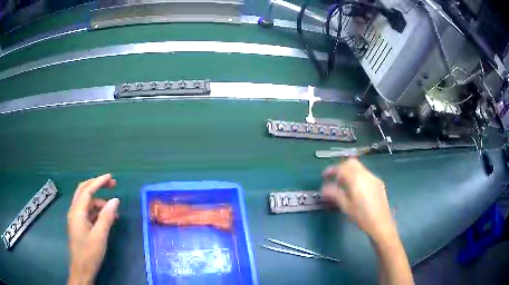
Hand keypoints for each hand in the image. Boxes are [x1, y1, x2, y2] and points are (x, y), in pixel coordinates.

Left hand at [67, 174, 118, 284]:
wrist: (82, 269)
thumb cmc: (90, 253)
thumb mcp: (100, 236)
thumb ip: (106, 217)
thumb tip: (115, 200)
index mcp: (77, 212)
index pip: (87, 190)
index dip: (98, 182)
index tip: (110, 177)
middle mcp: (74, 211)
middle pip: (84, 191)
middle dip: (97, 185)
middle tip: (111, 184)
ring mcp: (76, 218)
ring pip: (86, 202)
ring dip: (99, 201)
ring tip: (113, 209)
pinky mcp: (79, 225)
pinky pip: (88, 212)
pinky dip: (97, 211)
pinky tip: (107, 218)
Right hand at [321, 158, 394, 240]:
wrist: (381, 223)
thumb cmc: (362, 217)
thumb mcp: (346, 206)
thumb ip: (335, 194)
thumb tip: (324, 188)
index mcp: (356, 179)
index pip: (342, 168)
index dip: (331, 170)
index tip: (324, 176)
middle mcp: (366, 175)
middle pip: (351, 163)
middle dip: (341, 167)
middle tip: (334, 178)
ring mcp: (374, 178)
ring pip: (359, 167)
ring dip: (350, 171)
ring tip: (344, 185)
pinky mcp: (379, 182)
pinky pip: (365, 174)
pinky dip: (357, 176)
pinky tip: (356, 189)